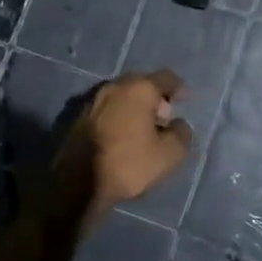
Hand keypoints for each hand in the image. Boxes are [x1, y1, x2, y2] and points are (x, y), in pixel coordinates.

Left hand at [51, 69, 193, 221]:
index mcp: (139, 89)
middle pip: (141, 83)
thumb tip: (177, 124)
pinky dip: (119, 116)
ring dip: (135, 107)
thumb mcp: (169, 155)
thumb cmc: (128, 164)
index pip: (166, 78)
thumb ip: (181, 134)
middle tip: (164, 118)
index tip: (185, 100)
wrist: (76, 183)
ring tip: (143, 129)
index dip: (179, 88)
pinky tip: (122, 135)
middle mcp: (114, 86)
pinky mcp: (78, 116)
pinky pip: (107, 109)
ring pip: (122, 96)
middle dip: (155, 97)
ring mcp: (92, 100)